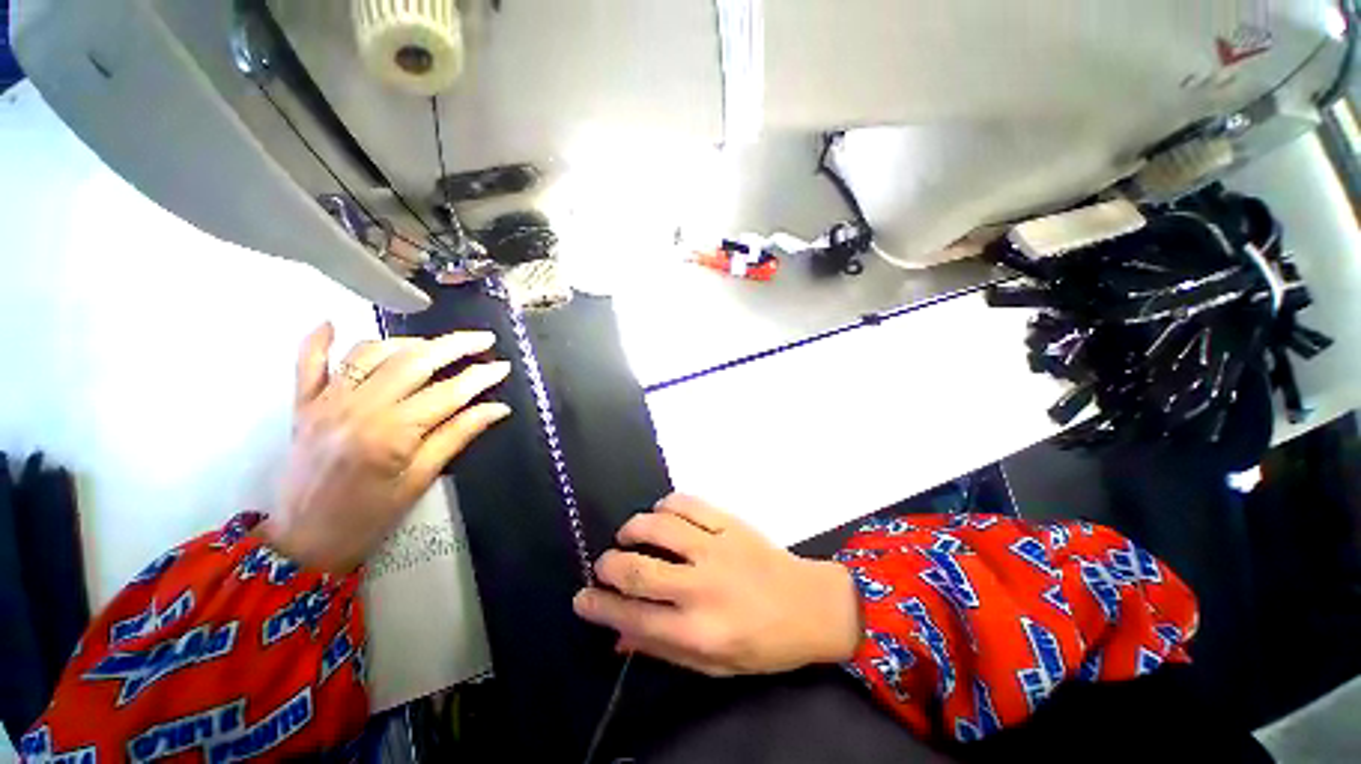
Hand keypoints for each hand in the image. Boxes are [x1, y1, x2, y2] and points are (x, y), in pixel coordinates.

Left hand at [260, 323, 512, 573]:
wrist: (304, 541)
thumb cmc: (370, 517)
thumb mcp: (421, 479)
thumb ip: (458, 435)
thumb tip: (497, 408)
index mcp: (391, 433)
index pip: (448, 393)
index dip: (480, 377)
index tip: (503, 366)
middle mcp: (358, 407)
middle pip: (414, 362)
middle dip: (454, 346)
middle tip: (483, 339)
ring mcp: (326, 402)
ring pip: (370, 353)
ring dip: (407, 342)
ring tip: (435, 345)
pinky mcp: (304, 405)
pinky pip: (306, 363)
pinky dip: (317, 340)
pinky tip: (332, 323)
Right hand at [572, 494, 860, 675]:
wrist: (809, 605)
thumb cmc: (762, 643)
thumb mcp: (713, 665)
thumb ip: (664, 648)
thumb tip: (619, 634)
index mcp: (698, 631)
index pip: (633, 617)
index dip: (599, 607)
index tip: (581, 598)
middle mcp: (702, 587)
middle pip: (638, 569)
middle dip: (608, 565)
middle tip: (602, 564)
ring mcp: (717, 548)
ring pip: (659, 526)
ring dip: (633, 528)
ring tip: (628, 535)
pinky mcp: (730, 523)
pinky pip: (688, 503)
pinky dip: (666, 504)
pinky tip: (661, 513)